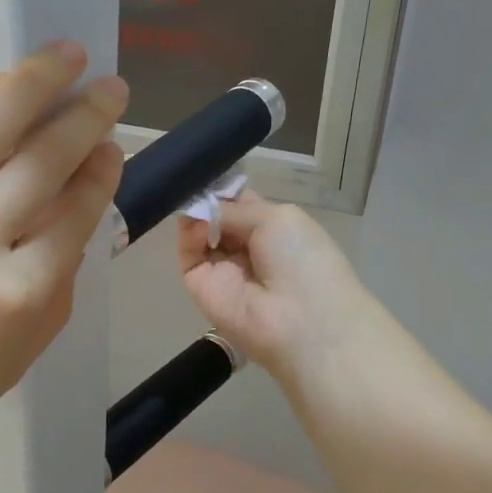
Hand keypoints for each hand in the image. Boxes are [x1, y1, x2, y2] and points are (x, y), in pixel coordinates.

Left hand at [0, 42, 126, 464]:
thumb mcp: (13, 362)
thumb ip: (52, 293)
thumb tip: (71, 228)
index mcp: (17, 297)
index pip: (76, 216)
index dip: (101, 174)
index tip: (112, 146)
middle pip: (41, 164)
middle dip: (84, 118)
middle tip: (111, 86)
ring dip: (33, 85)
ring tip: (67, 54)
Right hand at [177, 191, 377, 388]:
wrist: (302, 321)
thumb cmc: (303, 261)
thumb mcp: (277, 219)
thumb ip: (235, 209)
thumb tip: (203, 209)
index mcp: (274, 230)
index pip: (241, 204)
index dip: (225, 189)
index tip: (207, 170)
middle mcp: (248, 249)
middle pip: (217, 217)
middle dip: (207, 200)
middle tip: (195, 184)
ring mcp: (223, 269)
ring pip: (200, 234)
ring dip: (196, 216)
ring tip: (197, 206)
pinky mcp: (201, 287)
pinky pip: (189, 256)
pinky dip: (188, 235)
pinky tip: (196, 225)